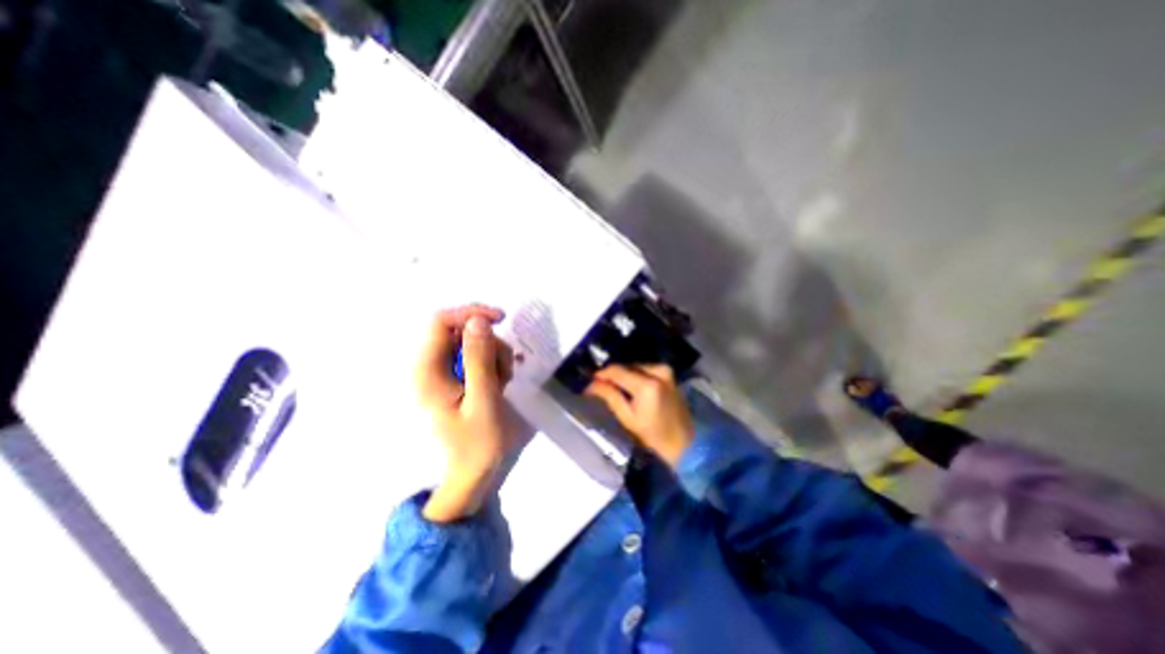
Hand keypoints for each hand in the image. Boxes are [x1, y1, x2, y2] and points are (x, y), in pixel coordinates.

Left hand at [413, 305, 513, 522]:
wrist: (473, 475)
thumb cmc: (476, 443)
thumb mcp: (482, 400)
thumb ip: (479, 358)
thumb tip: (478, 320)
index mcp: (428, 371)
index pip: (441, 321)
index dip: (470, 313)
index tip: (501, 319)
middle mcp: (431, 367)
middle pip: (461, 331)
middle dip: (489, 343)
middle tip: (504, 370)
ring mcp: (445, 373)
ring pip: (474, 343)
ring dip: (495, 356)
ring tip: (502, 384)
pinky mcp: (457, 379)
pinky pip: (478, 357)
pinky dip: (494, 365)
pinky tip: (498, 386)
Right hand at [583, 364, 688, 466]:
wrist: (683, 441)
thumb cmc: (653, 435)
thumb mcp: (627, 418)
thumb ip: (610, 396)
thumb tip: (591, 384)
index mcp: (647, 384)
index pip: (617, 371)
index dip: (601, 374)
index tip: (589, 380)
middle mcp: (658, 371)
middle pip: (626, 366)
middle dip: (612, 374)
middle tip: (599, 385)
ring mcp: (665, 370)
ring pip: (635, 366)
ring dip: (623, 374)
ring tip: (612, 386)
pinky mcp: (669, 373)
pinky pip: (645, 369)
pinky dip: (635, 375)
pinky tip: (628, 386)